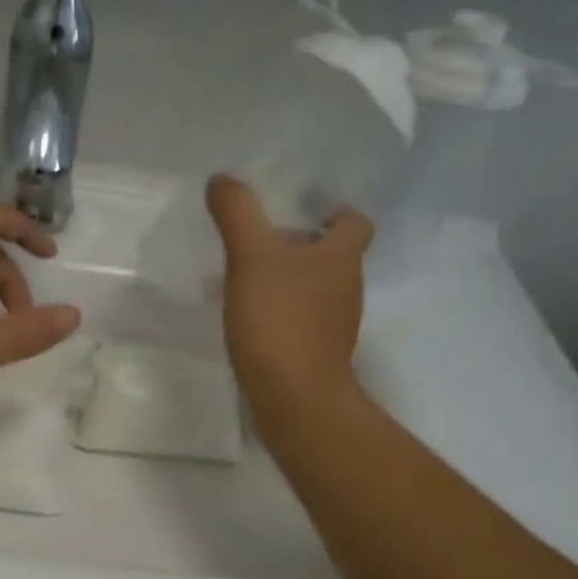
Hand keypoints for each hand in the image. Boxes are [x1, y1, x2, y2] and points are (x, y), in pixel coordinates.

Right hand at [207, 173, 372, 415]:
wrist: (295, 399)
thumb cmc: (280, 321)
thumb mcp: (252, 259)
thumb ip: (237, 214)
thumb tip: (222, 179)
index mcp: (342, 258)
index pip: (355, 222)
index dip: (336, 212)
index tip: (306, 210)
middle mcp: (347, 288)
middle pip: (333, 256)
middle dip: (303, 246)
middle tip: (262, 241)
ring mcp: (335, 326)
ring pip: (316, 290)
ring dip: (289, 281)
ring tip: (247, 280)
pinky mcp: (317, 355)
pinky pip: (301, 321)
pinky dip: (281, 313)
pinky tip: (250, 320)